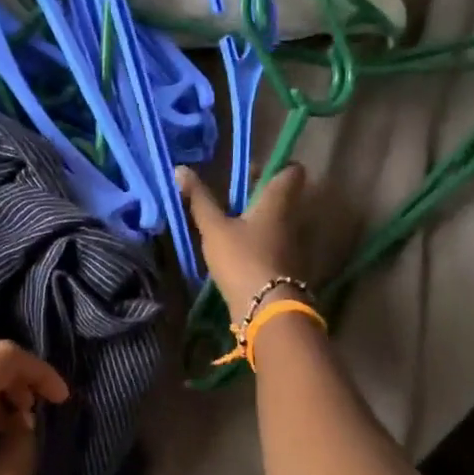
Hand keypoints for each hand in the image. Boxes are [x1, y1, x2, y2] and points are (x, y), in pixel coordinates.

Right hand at [177, 163, 308, 322]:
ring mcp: (293, 245)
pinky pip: (274, 243)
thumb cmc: (242, 259)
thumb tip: (180, 168)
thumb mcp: (214, 228)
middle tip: (230, 197)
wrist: (267, 309)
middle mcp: (292, 218)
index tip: (250, 171)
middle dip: (258, 194)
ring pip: (277, 221)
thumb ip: (199, 199)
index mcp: (278, 201)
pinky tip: (236, 250)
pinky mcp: (287, 267)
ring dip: (257, 219)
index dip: (275, 165)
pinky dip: (258, 242)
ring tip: (228, 225)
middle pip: (282, 196)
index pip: (292, 170)